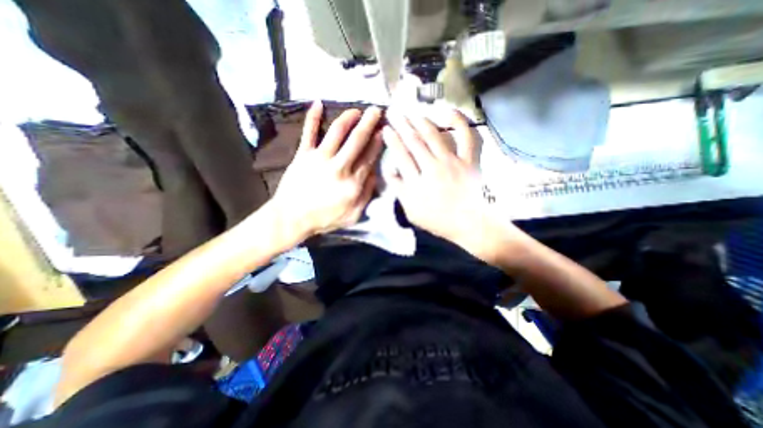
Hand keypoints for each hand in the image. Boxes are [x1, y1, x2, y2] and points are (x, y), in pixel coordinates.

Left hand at [271, 100, 384, 240]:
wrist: (291, 218)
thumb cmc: (324, 219)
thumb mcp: (353, 215)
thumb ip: (366, 195)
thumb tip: (374, 175)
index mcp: (352, 183)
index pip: (369, 158)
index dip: (378, 142)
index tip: (384, 131)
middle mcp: (339, 167)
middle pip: (357, 140)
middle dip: (369, 123)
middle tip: (376, 110)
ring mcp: (319, 158)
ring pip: (337, 132)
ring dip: (348, 117)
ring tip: (356, 110)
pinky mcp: (303, 155)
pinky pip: (309, 132)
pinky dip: (312, 117)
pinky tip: (317, 102)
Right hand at [381, 109, 518, 258]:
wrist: (468, 223)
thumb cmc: (437, 220)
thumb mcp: (411, 211)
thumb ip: (399, 191)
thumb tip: (389, 171)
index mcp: (418, 182)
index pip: (401, 156)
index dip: (392, 140)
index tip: (386, 129)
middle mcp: (433, 168)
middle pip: (414, 142)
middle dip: (402, 125)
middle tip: (394, 112)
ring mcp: (452, 162)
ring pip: (434, 136)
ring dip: (421, 121)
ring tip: (411, 112)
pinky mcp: (469, 160)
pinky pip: (466, 137)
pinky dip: (459, 122)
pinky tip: (449, 111)